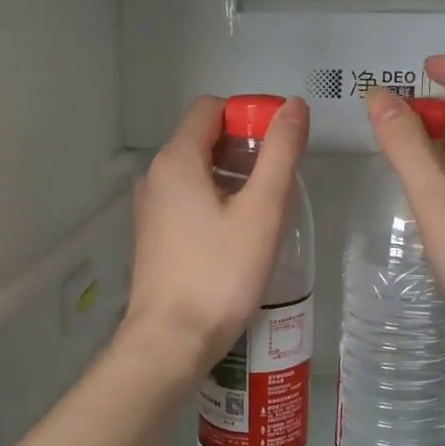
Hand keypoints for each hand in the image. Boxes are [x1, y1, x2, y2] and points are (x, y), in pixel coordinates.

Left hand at [121, 94, 310, 378]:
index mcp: (176, 160)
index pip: (211, 108)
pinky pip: (186, 200)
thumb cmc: (220, 274)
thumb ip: (280, 153)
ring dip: (231, 176)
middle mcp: (155, 176)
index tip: (280, 144)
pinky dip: (214, 200)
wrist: (171, 340)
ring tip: (264, 209)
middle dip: (244, 146)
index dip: (248, 115)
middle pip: (203, 137)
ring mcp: (149, 208)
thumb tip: (294, 105)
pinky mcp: (153, 236)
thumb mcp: (262, 211)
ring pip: (195, 171)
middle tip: (279, 180)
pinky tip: (238, 234)